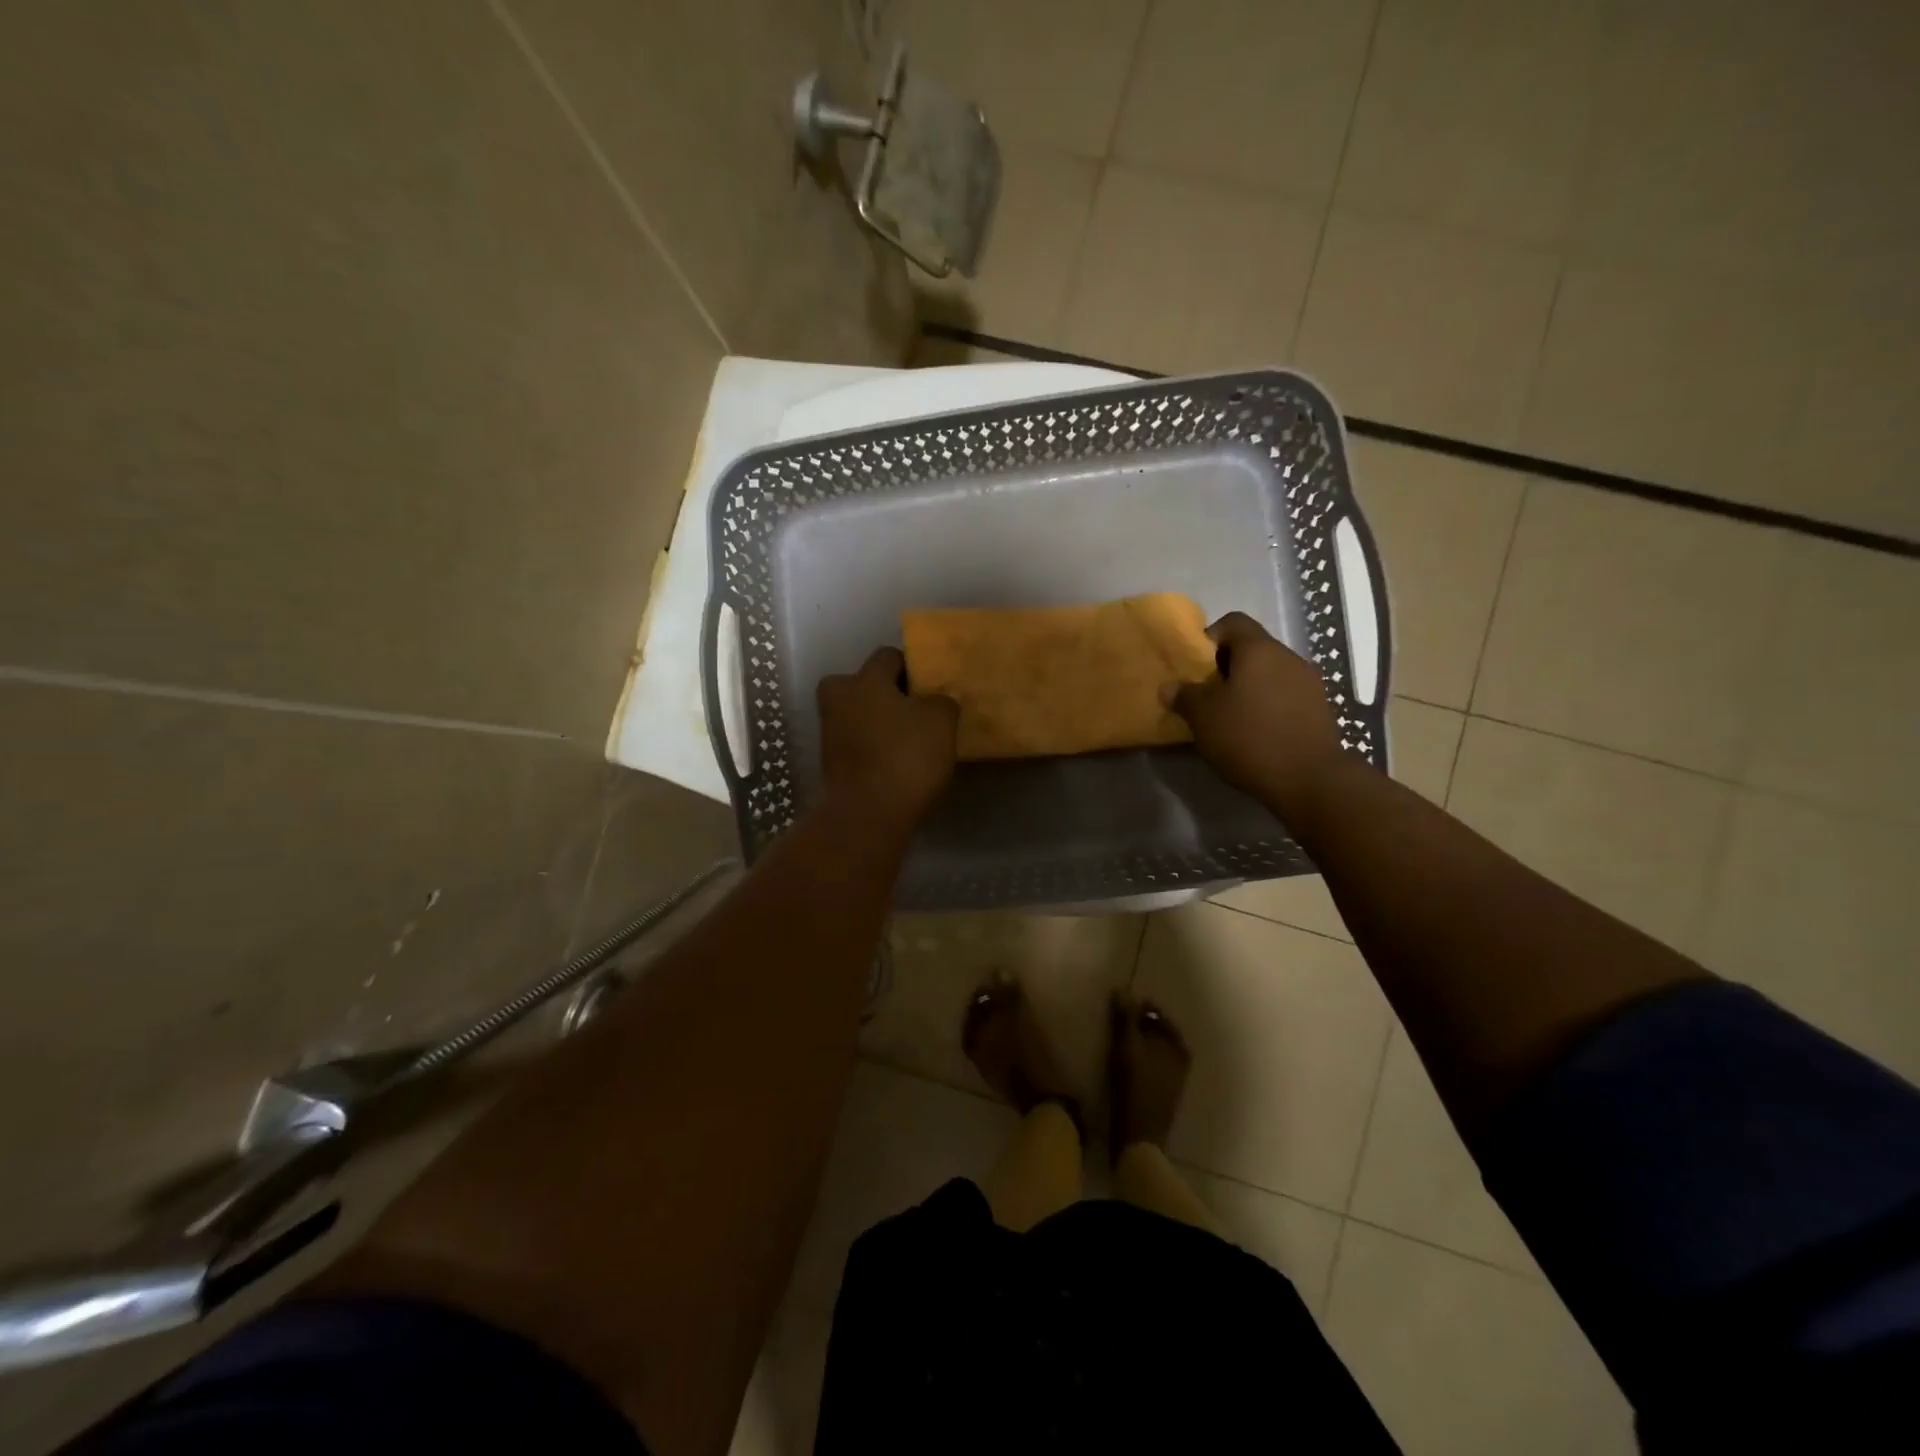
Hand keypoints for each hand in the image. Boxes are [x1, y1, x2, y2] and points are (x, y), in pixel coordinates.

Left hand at [817, 647, 958, 836]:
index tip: (932, 686)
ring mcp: (830, 732)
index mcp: (864, 679)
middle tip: (918, 711)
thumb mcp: (941, 721)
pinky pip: (858, 742)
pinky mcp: (832, 762)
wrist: (867, 815)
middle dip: (889, 694)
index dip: (913, 667)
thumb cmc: (906, 757)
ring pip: (861, 714)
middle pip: (867, 684)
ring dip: (882, 722)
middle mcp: (839, 698)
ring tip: (912, 739)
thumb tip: (938, 699)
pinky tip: (898, 761)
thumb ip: (942, 700)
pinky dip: (875, 747)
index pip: (889, 656)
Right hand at [1169, 612, 1345, 809]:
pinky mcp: (1320, 709)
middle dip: (1226, 668)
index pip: (1232, 623)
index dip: (1209, 638)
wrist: (1310, 779)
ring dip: (1248, 689)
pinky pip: (1285, 696)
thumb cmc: (1249, 737)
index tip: (1196, 667)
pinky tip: (1255, 733)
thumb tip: (1171, 686)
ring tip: (1230, 718)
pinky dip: (1268, 706)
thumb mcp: (1203, 717)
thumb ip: (1184, 696)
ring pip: (1269, 674)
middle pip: (1252, 649)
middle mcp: (1288, 657)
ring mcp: (1309, 683)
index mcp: (1259, 649)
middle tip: (1207, 696)